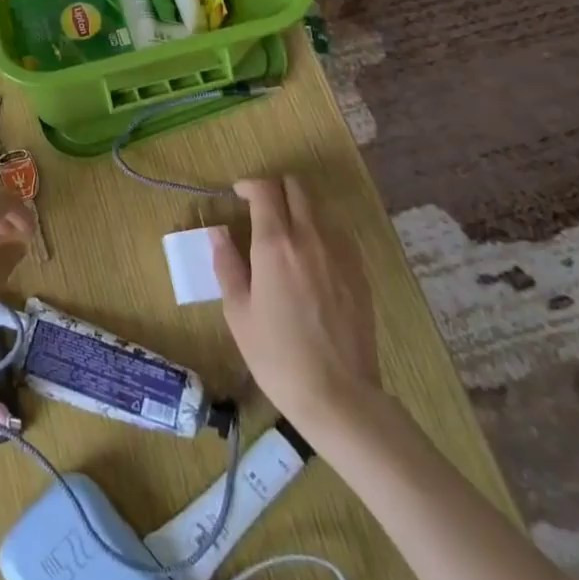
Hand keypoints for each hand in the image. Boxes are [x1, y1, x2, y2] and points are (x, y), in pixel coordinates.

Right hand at [212, 175, 379, 428]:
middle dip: (275, 189)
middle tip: (260, 209)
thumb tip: (218, 233)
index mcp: (275, 245)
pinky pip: (338, 236)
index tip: (238, 195)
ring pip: (318, 209)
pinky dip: (320, 234)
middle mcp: (310, 238)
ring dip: (299, 210)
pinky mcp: (360, 273)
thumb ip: (227, 265)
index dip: (249, 185)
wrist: (338, 395)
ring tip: (285, 237)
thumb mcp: (238, 312)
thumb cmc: (277, 356)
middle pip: (296, 188)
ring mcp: (340, 254)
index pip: (265, 190)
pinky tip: (311, 262)